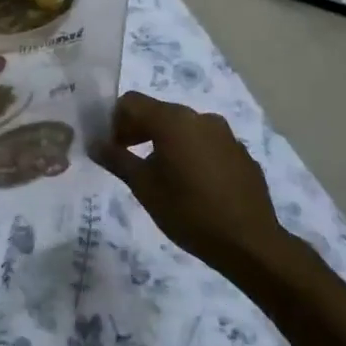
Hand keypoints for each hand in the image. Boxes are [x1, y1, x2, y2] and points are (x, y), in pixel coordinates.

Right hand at [92, 92, 289, 265]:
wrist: (250, 243)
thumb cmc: (189, 212)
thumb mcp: (144, 187)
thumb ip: (117, 160)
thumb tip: (95, 144)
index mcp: (173, 120)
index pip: (132, 102)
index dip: (115, 121)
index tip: (112, 148)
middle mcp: (200, 117)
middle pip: (158, 112)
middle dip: (138, 130)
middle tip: (129, 160)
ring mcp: (225, 134)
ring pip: (184, 127)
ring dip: (165, 142)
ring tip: (162, 175)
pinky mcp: (241, 153)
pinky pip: (206, 143)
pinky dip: (191, 153)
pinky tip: (193, 185)